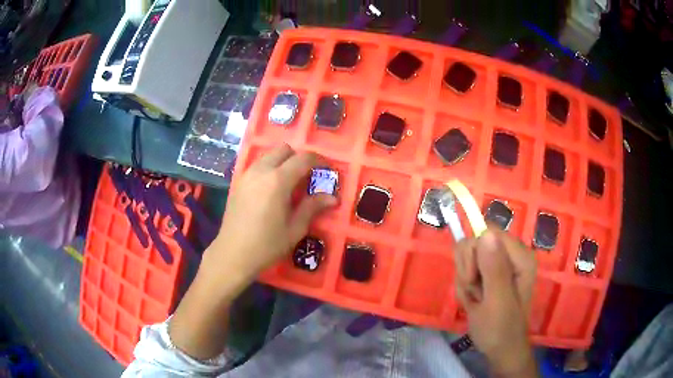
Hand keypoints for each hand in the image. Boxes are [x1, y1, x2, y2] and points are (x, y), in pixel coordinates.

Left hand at [203, 144, 336, 283]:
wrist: (233, 254)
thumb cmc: (267, 245)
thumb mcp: (295, 229)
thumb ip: (312, 207)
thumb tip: (333, 197)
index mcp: (277, 181)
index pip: (303, 158)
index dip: (318, 160)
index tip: (326, 169)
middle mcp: (261, 171)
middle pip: (283, 149)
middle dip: (298, 157)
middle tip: (306, 176)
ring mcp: (246, 174)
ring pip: (268, 155)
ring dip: (282, 161)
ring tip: (289, 182)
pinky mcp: (237, 182)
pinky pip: (257, 165)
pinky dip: (268, 168)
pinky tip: (270, 188)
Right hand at [453, 229, 537, 376]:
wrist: (499, 349)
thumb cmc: (500, 329)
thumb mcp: (496, 301)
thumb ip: (493, 269)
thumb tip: (485, 234)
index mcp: (520, 257)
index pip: (488, 233)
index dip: (474, 255)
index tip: (473, 280)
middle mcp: (512, 254)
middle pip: (476, 243)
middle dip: (468, 270)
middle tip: (476, 293)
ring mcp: (501, 263)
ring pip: (469, 255)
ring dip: (465, 279)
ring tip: (475, 299)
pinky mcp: (491, 272)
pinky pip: (467, 267)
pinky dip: (464, 285)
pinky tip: (473, 300)